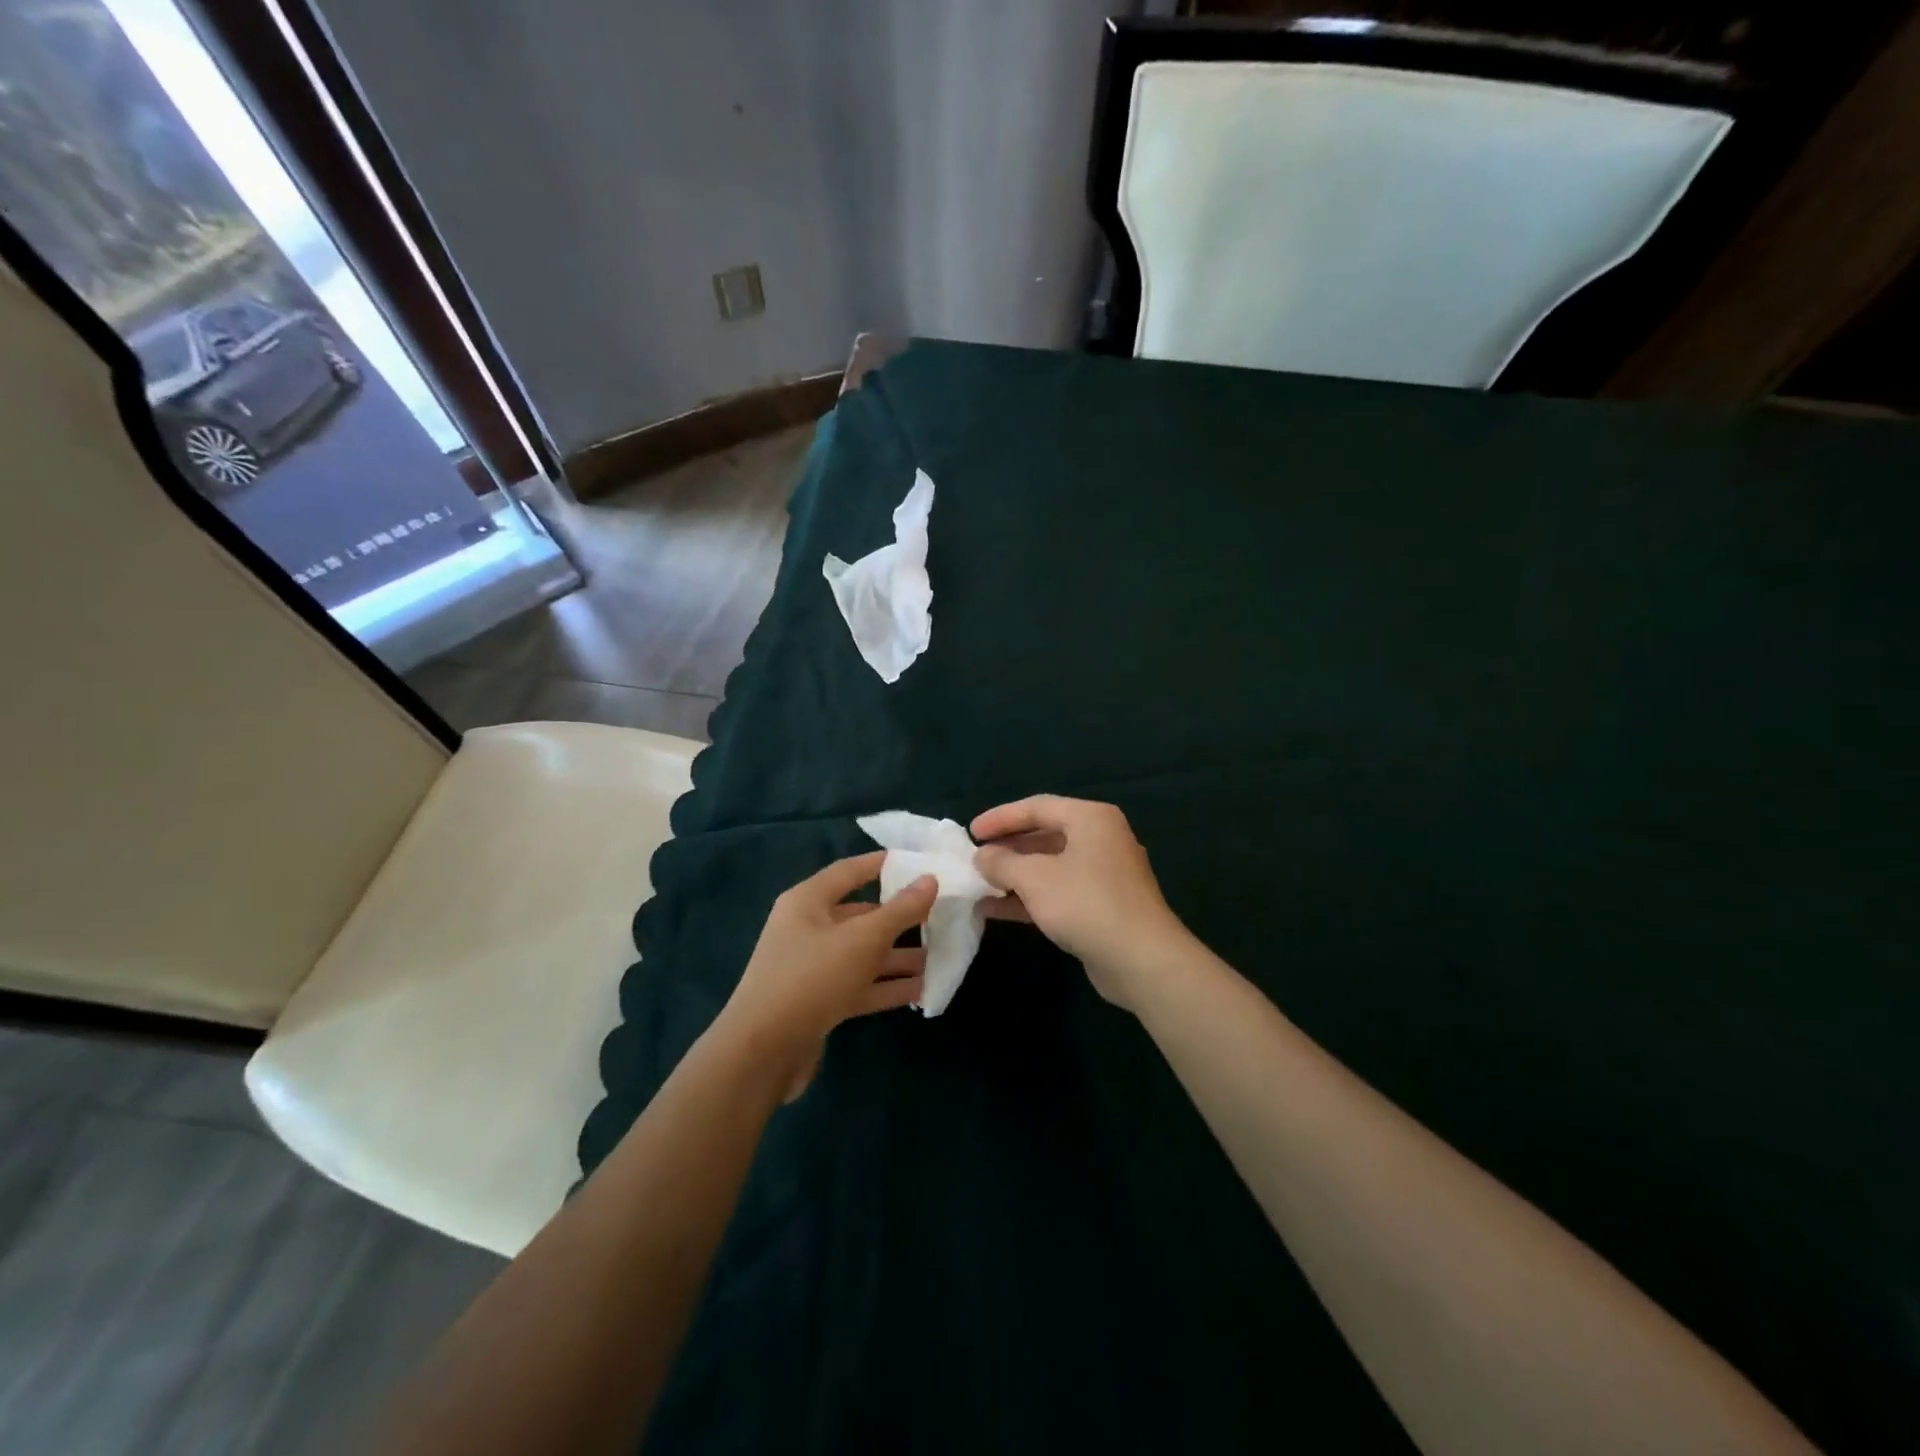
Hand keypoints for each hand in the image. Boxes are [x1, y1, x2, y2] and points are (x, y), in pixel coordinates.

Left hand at [714, 852, 935, 1097]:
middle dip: (899, 918)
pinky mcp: (817, 1002)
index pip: (850, 871)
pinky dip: (886, 986)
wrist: (762, 1053)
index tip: (919, 862)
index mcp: (808, 901)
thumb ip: (900, 910)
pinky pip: (858, 985)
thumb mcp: (863, 939)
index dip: (883, 864)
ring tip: (939, 956)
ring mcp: (811, 967)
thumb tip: (930, 879)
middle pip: (860, 914)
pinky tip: (921, 989)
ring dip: (897, 956)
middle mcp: (807, 928)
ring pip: (862, 953)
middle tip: (939, 915)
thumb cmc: (812, 978)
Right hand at [971, 796, 1189, 1010]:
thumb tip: (981, 856)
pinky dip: (1030, 897)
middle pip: (1045, 834)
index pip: (1037, 807)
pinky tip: (996, 909)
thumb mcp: (1034, 878)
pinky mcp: (1103, 906)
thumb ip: (1002, 862)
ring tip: (979, 884)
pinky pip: (1059, 891)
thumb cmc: (1086, 904)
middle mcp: (1101, 839)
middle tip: (976, 858)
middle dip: (1008, 848)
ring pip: (1050, 866)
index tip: (971, 832)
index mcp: (1090, 819)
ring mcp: (1104, 874)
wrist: (1142, 960)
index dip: (1000, 817)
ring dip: (1015, 875)